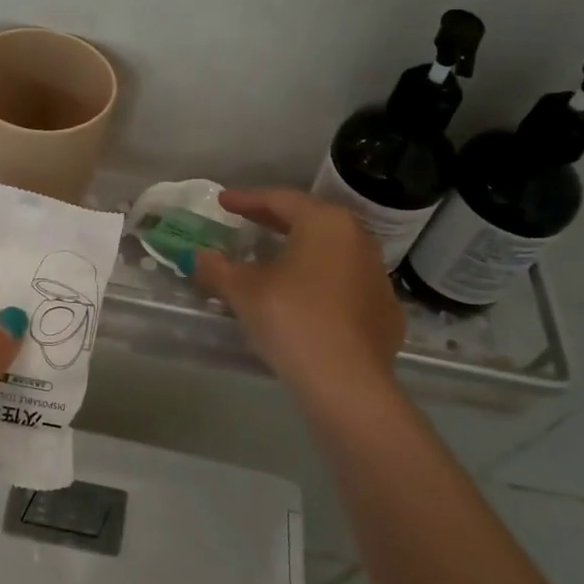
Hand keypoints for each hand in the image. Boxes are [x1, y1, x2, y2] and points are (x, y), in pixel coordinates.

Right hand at [191, 189, 405, 401]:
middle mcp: (358, 239)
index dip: (247, 199)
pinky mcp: (386, 311)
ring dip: (302, 251)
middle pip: (311, 220)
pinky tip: (307, 299)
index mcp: (325, 223)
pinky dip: (323, 283)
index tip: (223, 202)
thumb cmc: (292, 319)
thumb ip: (218, 267)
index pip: (281, 199)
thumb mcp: (244, 290)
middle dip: (275, 221)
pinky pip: (347, 285)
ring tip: (275, 260)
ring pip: (333, 252)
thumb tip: (198, 255)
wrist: (347, 383)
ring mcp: (377, 276)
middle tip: (247, 222)